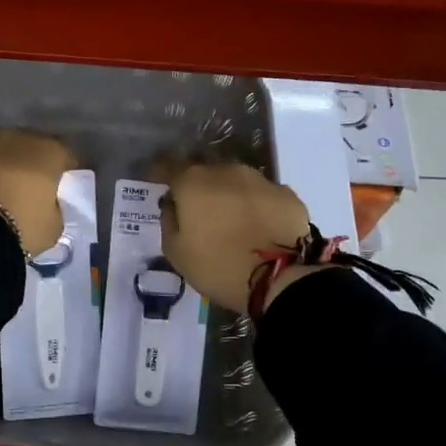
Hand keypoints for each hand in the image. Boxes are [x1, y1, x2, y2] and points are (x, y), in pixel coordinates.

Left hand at [0, 130, 73, 255]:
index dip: (65, 173)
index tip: (62, 190)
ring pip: (0, 154)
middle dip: (31, 165)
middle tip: (31, 189)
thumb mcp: (53, 227)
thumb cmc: (22, 224)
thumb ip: (54, 210)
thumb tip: (47, 206)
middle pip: (30, 149)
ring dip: (3, 167)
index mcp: (48, 151)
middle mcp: (17, 138)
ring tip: (2, 193)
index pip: (65, 156)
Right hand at [159, 161, 310, 314]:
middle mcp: (227, 171)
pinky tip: (259, 227)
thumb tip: (173, 204)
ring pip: (237, 181)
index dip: (160, 173)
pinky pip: (263, 196)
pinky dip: (257, 207)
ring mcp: (261, 180)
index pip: (169, 165)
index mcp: (193, 181)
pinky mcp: (288, 196)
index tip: (156, 183)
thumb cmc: (217, 266)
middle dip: (199, 187)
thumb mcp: (175, 251)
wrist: (280, 279)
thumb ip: (169, 220)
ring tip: (231, 220)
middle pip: (206, 172)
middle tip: (198, 210)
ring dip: (230, 195)